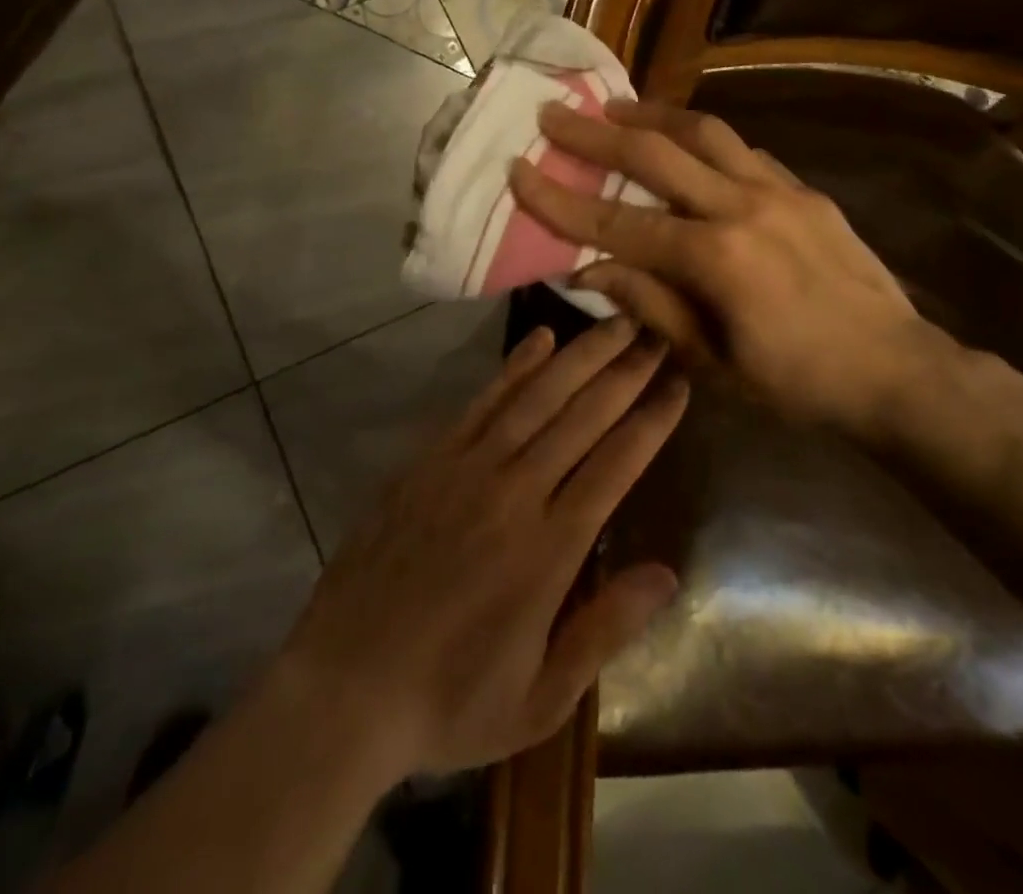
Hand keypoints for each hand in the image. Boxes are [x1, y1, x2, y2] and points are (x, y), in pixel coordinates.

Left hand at [273, 317, 687, 780]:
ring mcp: (467, 468)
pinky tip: (540, 339)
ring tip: (615, 322)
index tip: (679, 382)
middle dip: (626, 371)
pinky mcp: (430, 460)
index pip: (616, 463)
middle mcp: (514, 492)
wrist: (343, 688)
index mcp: (549, 548)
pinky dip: (514, 367)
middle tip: (658, 331)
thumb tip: (668, 573)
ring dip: (581, 356)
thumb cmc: (450, 700)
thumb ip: (606, 630)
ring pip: (537, 397)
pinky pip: (482, 402)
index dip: (652, 419)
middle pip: (583, 416)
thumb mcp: (541, 697)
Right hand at [509, 98, 961, 435]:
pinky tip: (686, 141)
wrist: (897, 371)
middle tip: (554, 113)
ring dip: (652, 114)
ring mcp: (779, 190)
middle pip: (656, 152)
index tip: (519, 169)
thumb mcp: (712, 362)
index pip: (618, 221)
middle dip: (595, 133)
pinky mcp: (805, 189)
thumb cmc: (797, 383)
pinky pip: (743, 150)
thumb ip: (650, 306)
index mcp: (714, 258)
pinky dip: (704, 139)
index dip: (561, 198)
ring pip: (705, 131)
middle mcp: (742, 206)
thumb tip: (591, 267)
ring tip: (615, 106)